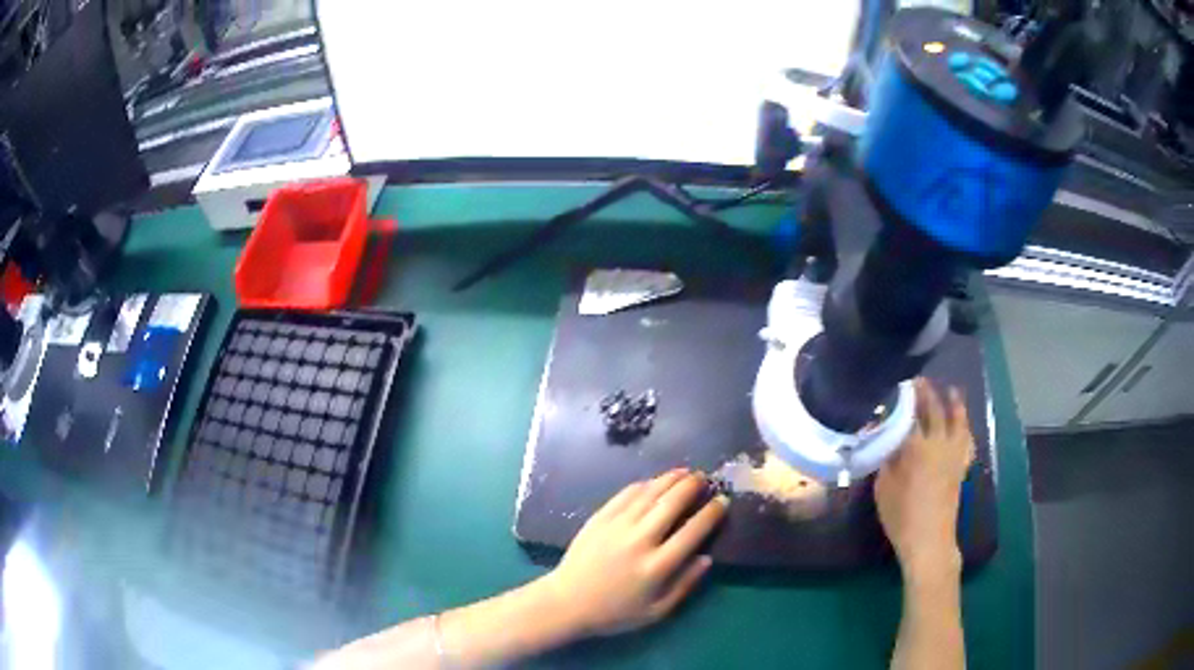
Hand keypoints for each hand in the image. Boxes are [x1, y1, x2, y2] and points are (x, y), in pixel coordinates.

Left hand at [542, 469, 727, 636]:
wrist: (567, 602)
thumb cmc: (615, 612)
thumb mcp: (656, 611)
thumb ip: (685, 585)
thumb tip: (707, 558)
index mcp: (657, 566)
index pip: (692, 531)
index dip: (711, 513)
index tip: (722, 501)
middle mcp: (639, 541)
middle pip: (671, 504)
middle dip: (692, 486)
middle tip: (705, 478)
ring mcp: (617, 526)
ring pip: (649, 493)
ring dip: (670, 479)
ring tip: (686, 472)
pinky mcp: (599, 519)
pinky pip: (625, 494)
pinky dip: (644, 484)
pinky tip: (654, 481)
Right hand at [875, 378, 974, 580]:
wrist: (929, 540)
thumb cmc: (901, 517)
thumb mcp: (883, 488)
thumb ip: (886, 459)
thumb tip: (885, 438)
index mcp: (916, 448)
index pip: (909, 414)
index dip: (904, 398)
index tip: (898, 385)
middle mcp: (938, 444)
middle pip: (934, 411)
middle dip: (927, 393)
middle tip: (919, 381)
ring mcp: (953, 454)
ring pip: (957, 421)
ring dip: (953, 403)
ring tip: (951, 391)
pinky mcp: (961, 467)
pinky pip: (967, 441)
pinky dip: (965, 429)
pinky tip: (964, 426)